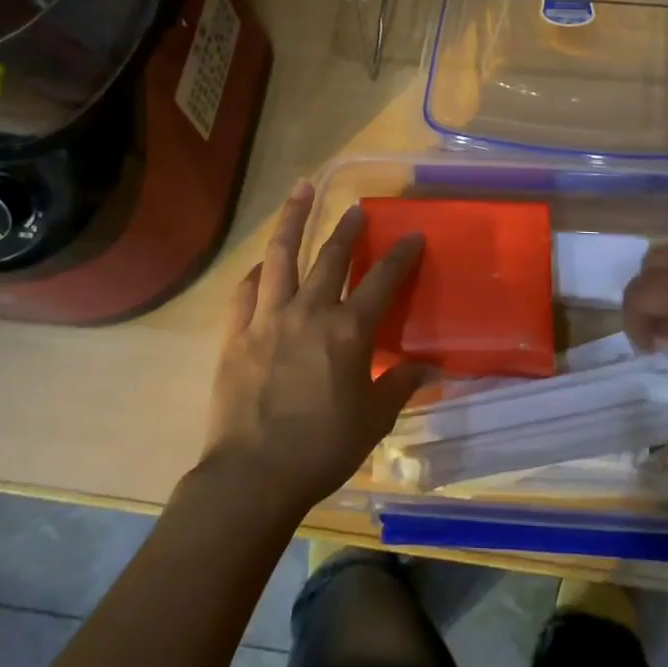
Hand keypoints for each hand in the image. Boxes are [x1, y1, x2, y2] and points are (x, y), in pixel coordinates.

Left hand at [202, 178, 426, 512]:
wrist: (253, 476)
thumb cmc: (322, 448)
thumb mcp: (373, 420)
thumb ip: (400, 385)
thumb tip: (431, 368)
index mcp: (347, 331)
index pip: (381, 281)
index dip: (400, 255)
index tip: (412, 235)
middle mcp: (309, 312)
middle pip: (331, 257)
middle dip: (347, 229)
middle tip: (356, 209)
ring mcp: (268, 318)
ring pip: (280, 256)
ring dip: (293, 219)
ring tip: (301, 190)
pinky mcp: (236, 334)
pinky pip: (246, 290)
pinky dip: (257, 272)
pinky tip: (262, 265)